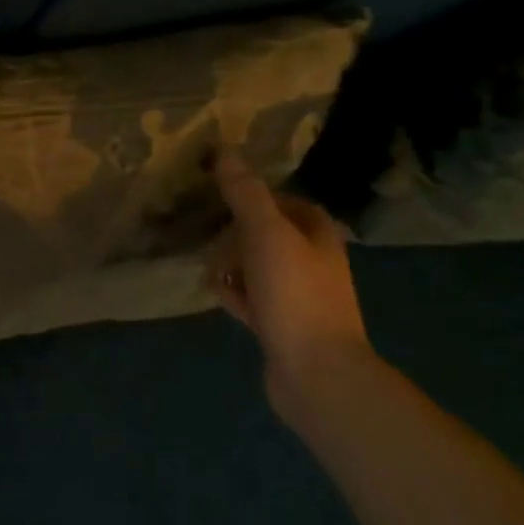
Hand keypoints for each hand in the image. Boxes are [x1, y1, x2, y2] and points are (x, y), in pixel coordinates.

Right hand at [210, 150, 372, 420]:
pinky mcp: (282, 326)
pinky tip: (215, 293)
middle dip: (236, 233)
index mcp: (318, 235)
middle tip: (206, 234)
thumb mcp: (267, 235)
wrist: (316, 374)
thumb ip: (246, 193)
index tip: (219, 196)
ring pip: (258, 267)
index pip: (286, 202)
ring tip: (206, 265)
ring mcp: (298, 297)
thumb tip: (224, 150)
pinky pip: (252, 299)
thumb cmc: (295, 295)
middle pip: (268, 234)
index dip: (255, 196)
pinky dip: (234, 293)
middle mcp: (313, 262)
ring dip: (231, 263)